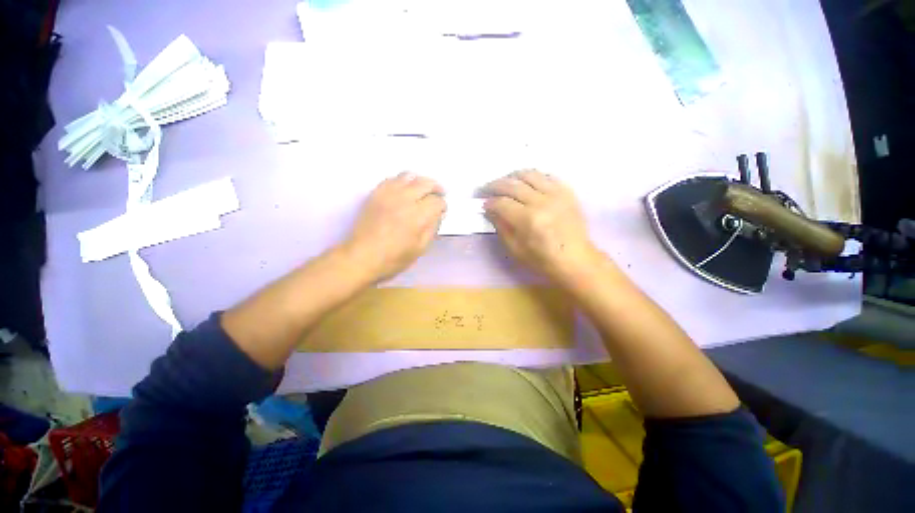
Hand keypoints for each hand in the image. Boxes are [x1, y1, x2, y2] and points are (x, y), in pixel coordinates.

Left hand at [344, 172, 445, 280]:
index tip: (442, 211)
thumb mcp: (420, 249)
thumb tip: (438, 214)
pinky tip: (403, 190)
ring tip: (422, 190)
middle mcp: (405, 200)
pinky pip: (392, 178)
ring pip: (409, 176)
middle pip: (426, 183)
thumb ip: (432, 229)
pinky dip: (402, 181)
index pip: (437, 201)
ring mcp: (388, 194)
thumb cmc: (394, 258)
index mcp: (418, 216)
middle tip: (439, 194)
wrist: (362, 257)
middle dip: (436, 188)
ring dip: (420, 181)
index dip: (442, 205)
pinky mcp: (376, 193)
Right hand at [483, 170, 597, 281]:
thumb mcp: (515, 249)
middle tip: (486, 188)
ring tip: (504, 182)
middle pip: (513, 185)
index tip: (483, 203)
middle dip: (495, 185)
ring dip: (512, 176)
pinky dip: (533, 176)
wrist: (575, 259)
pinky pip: (547, 176)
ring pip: (529, 174)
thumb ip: (501, 227)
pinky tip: (526, 182)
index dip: (489, 202)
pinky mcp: (567, 192)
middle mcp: (542, 202)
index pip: (502, 203)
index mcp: (528, 220)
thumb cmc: (542, 259)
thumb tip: (490, 209)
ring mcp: (557, 194)